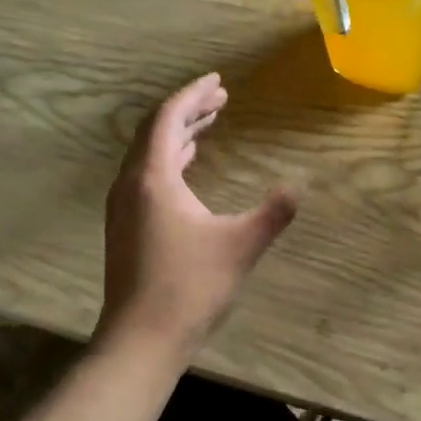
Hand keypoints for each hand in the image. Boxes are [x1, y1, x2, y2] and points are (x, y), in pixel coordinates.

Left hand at [98, 73, 297, 357]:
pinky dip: (169, 159)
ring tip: (209, 123)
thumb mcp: (240, 246)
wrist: (141, 339)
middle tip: (221, 99)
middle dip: (188, 111)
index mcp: (153, 178)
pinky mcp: (125, 226)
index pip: (168, 118)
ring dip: (178, 135)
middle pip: (155, 131)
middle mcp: (130, 184)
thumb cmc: (190, 287)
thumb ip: (273, 213)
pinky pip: (145, 174)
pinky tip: (187, 164)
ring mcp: (123, 207)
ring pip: (148, 154)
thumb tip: (298, 188)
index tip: (218, 81)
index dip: (193, 95)